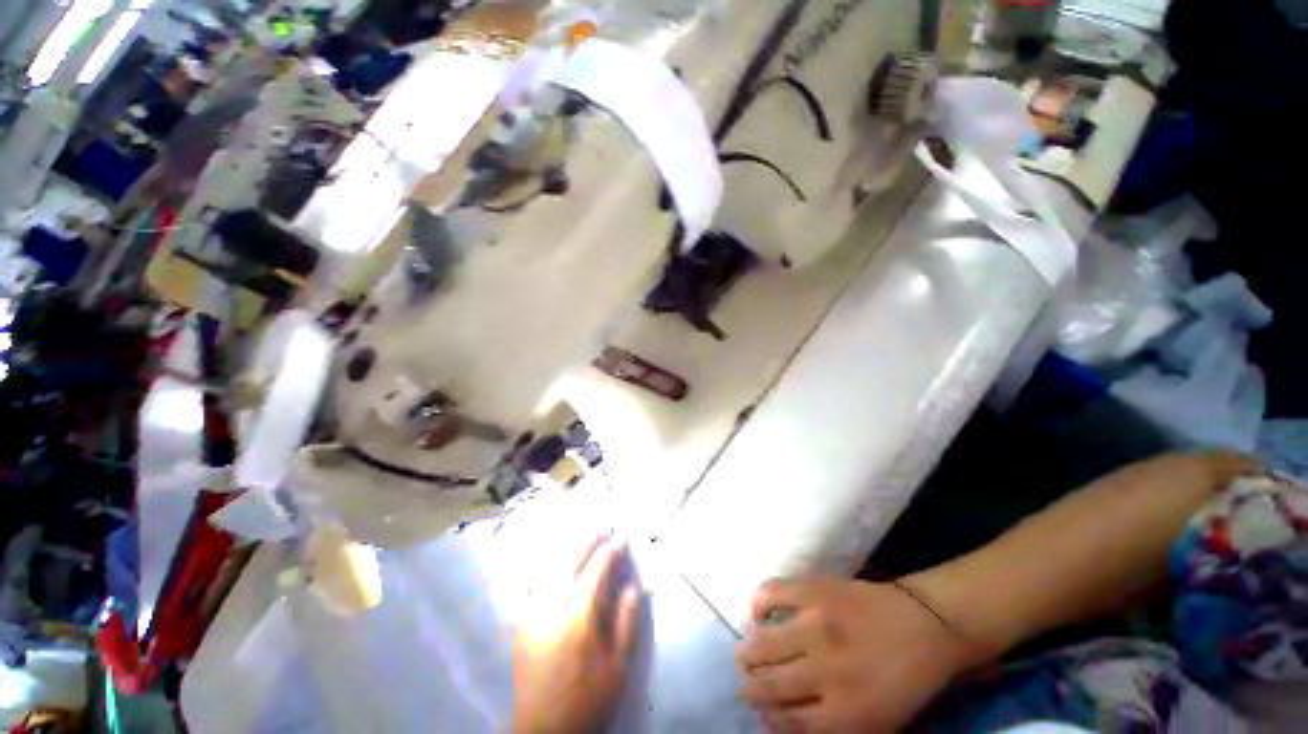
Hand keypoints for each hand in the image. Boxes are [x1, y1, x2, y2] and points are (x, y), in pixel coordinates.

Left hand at [511, 535, 642, 733]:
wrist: (544, 732)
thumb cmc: (588, 700)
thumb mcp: (618, 668)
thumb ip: (627, 623)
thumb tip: (633, 585)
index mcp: (577, 623)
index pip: (594, 574)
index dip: (608, 553)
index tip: (621, 539)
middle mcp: (550, 612)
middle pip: (568, 564)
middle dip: (587, 541)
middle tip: (603, 527)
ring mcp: (530, 616)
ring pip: (547, 569)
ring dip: (566, 547)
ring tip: (582, 535)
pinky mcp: (519, 624)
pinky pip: (529, 584)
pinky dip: (542, 564)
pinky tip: (551, 556)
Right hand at [737, 578, 974, 732]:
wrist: (923, 624)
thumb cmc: (903, 680)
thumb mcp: (876, 724)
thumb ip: (829, 729)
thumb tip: (780, 720)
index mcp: (845, 713)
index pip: (787, 722)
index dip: (768, 716)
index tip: (760, 709)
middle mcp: (825, 671)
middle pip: (768, 684)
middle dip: (749, 686)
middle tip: (744, 681)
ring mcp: (816, 624)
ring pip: (762, 643)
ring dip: (747, 652)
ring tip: (745, 653)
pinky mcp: (813, 590)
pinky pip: (771, 594)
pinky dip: (757, 604)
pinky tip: (758, 612)